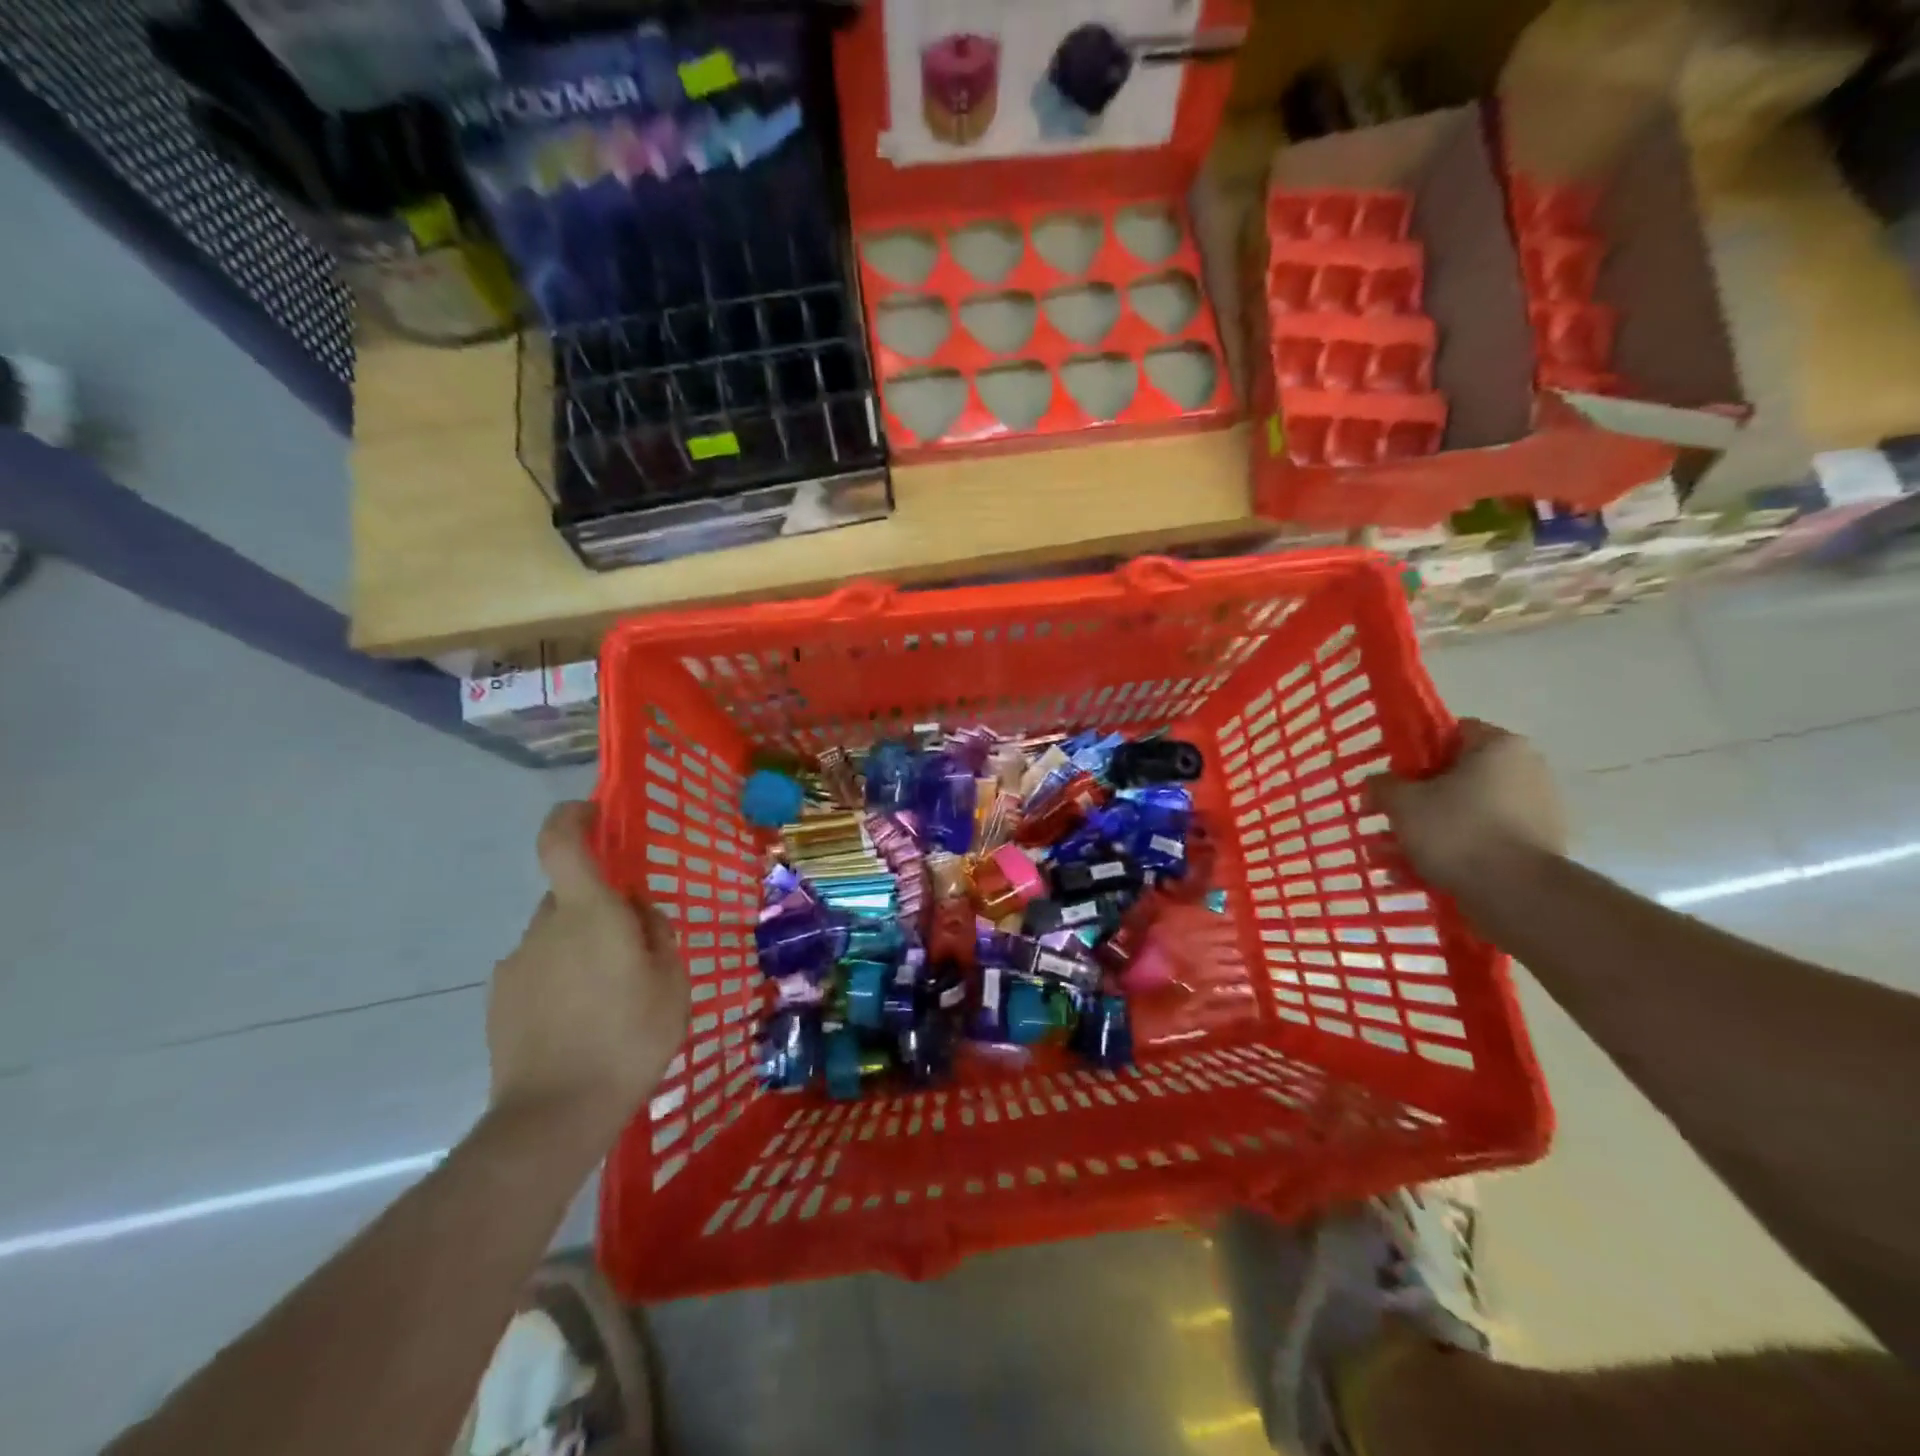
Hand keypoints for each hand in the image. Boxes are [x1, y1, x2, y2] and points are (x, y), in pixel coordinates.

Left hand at [487, 802, 689, 1143]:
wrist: (554, 1114)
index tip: (594, 813)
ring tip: (609, 997)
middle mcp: (544, 927)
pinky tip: (581, 1021)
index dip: (573, 816)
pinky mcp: (500, 999)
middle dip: (599, 907)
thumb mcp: (673, 982)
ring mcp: (516, 963)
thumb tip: (638, 912)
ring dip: (581, 947)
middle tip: (633, 947)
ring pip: (555, 935)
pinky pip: (538, 968)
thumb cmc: (629, 1038)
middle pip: (569, 894)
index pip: (561, 841)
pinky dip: (561, 978)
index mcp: (588, 913)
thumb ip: (656, 934)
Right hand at [1369, 720, 1566, 894]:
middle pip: (1454, 777)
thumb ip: (1383, 785)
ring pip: (1463, 813)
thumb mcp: (1402, 802)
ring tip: (1387, 856)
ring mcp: (1535, 811)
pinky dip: (1449, 852)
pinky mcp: (1534, 847)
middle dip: (1414, 801)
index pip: (1450, 733)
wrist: (1517, 893)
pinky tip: (1413, 874)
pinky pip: (1480, 840)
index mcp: (1499, 746)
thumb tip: (1377, 784)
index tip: (1390, 777)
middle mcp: (1525, 771)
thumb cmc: (1456, 830)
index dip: (1414, 753)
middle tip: (1382, 820)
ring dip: (1424, 832)